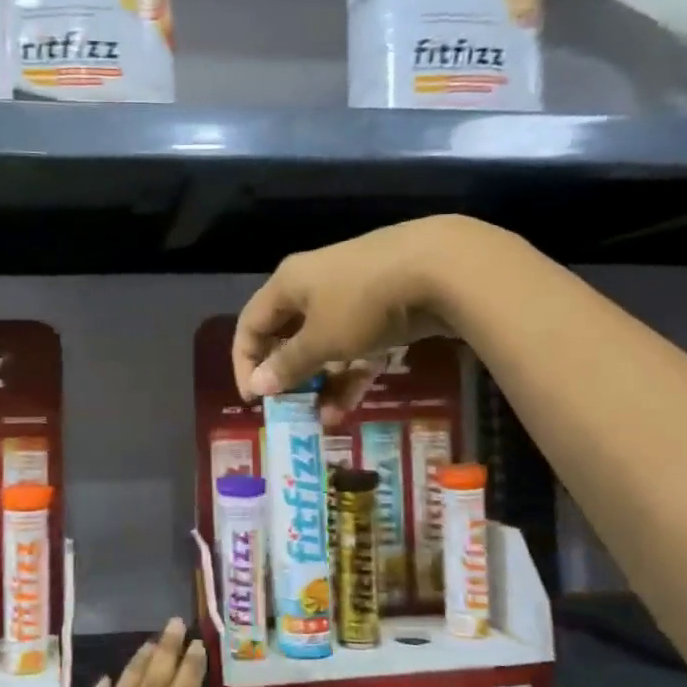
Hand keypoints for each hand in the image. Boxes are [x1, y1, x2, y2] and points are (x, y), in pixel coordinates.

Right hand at [232, 216, 481, 421]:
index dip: (245, 362)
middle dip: (290, 377)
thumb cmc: (363, 303)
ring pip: (327, 346)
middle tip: (292, 409)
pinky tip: (352, 403)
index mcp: (289, 284)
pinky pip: (358, 346)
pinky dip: (353, 372)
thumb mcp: (322, 340)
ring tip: (328, 419)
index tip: (254, 399)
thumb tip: (257, 385)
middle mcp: (315, 286)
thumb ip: (288, 364)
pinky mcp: (384, 308)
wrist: (440, 267)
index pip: (251, 324)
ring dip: (324, 383)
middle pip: (289, 336)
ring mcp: (353, 296)